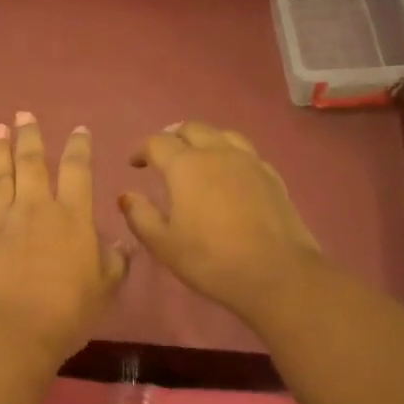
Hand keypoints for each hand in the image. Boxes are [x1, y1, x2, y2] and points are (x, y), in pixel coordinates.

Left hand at [0, 113, 128, 367]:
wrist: (14, 329)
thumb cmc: (67, 312)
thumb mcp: (105, 289)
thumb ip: (114, 262)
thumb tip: (123, 244)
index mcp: (72, 217)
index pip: (78, 170)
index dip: (79, 147)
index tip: (79, 130)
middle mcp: (34, 208)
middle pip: (32, 162)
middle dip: (29, 136)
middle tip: (24, 115)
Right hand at [119, 122, 321, 325]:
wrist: (276, 274)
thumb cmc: (210, 260)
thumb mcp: (163, 244)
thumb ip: (140, 216)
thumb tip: (126, 196)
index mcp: (186, 166)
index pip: (158, 143)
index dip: (141, 151)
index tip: (134, 164)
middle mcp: (218, 153)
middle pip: (192, 129)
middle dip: (173, 138)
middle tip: (163, 156)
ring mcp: (250, 162)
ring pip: (223, 135)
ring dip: (204, 140)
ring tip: (197, 157)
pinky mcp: (272, 176)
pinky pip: (246, 153)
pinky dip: (229, 155)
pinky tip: (229, 174)